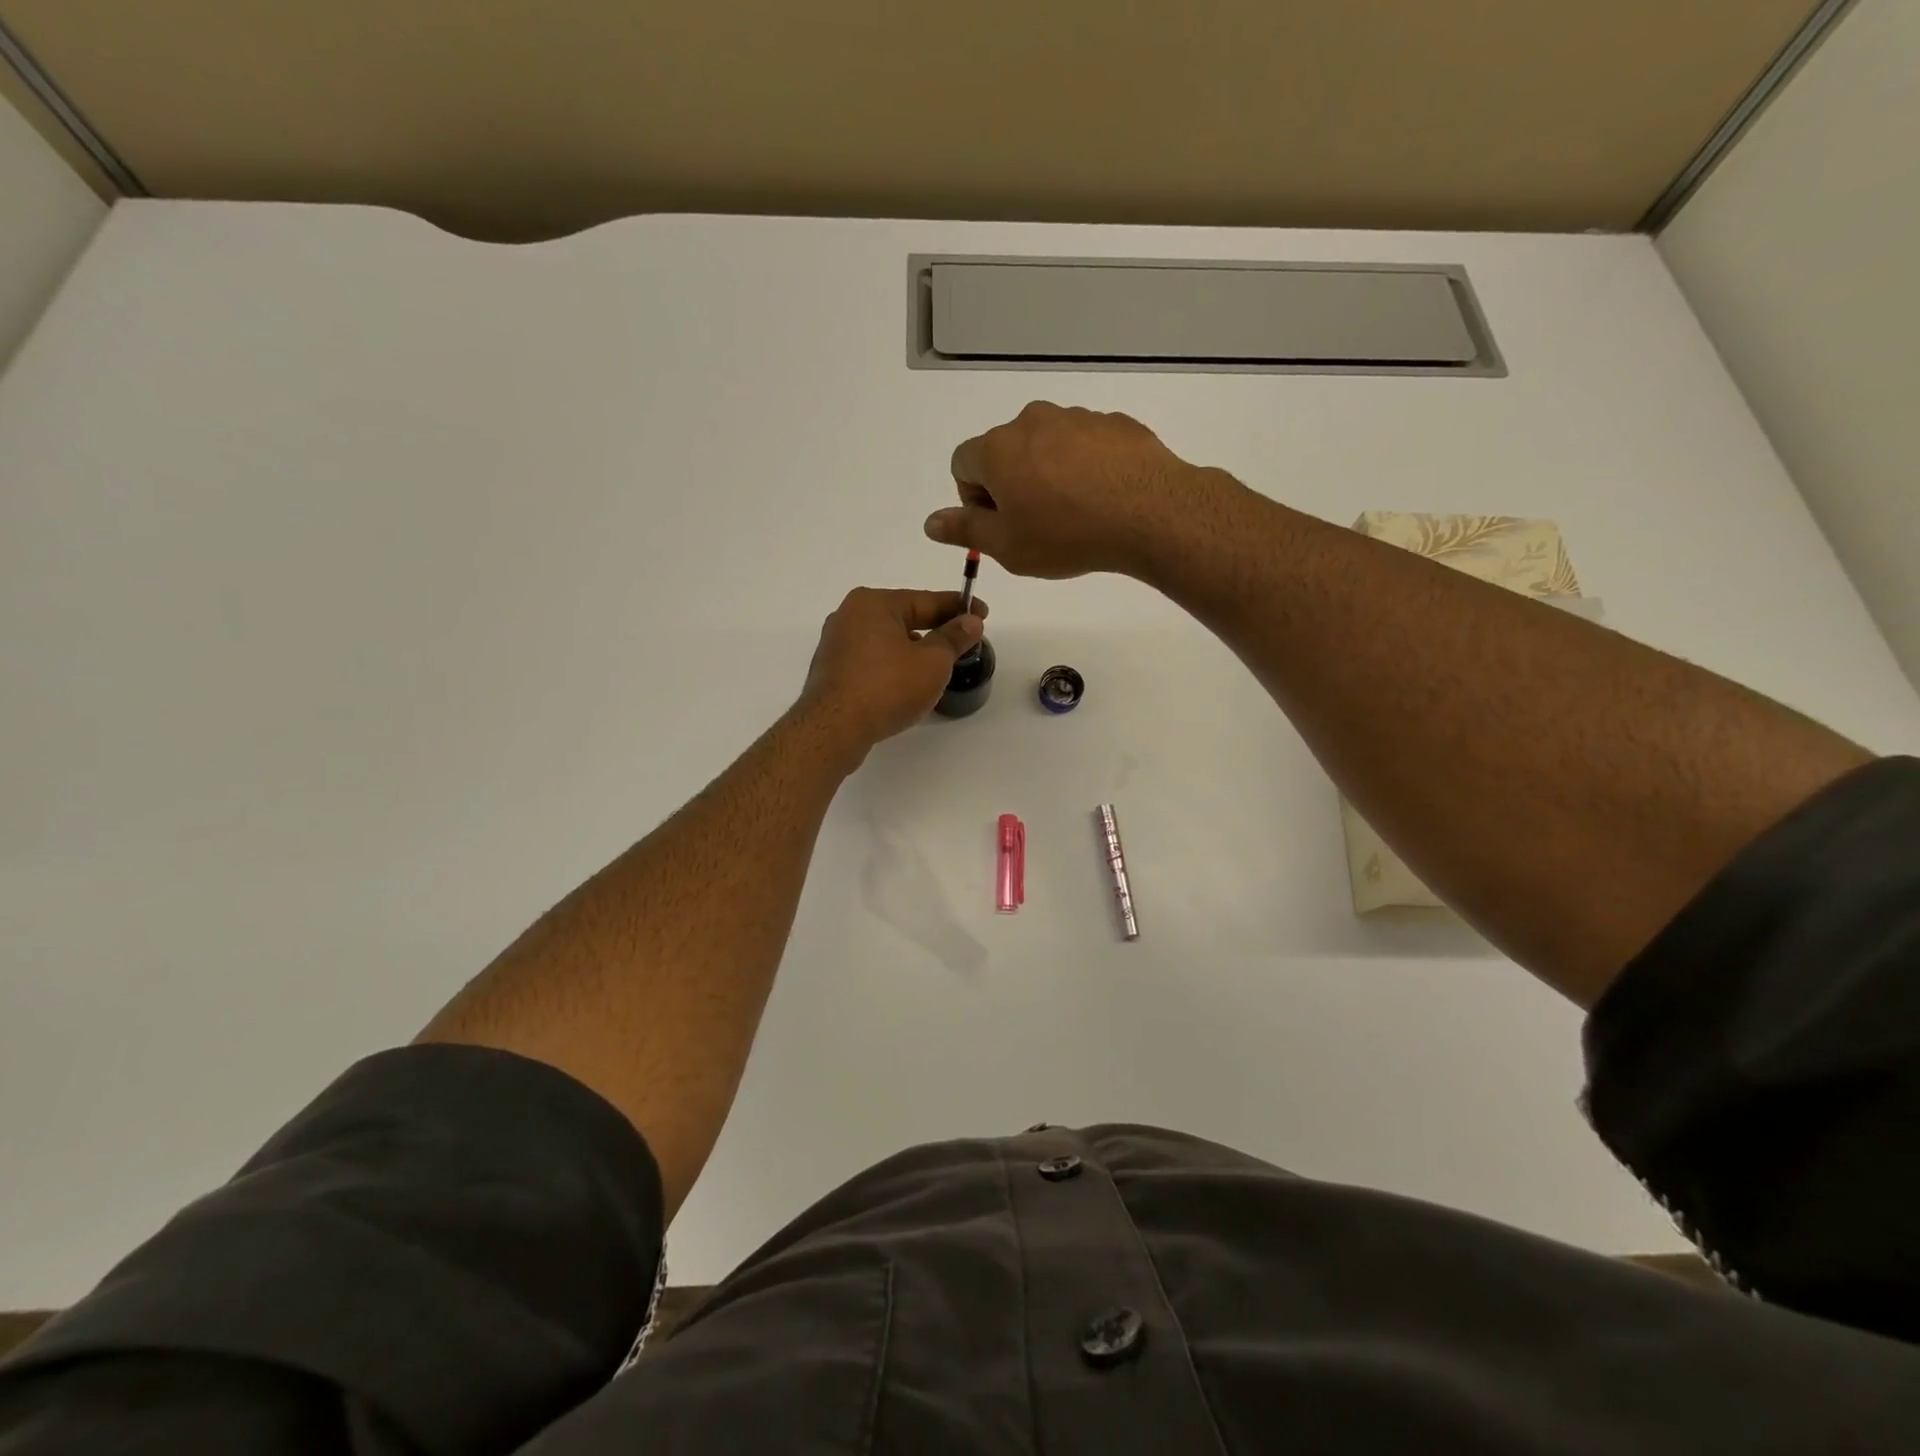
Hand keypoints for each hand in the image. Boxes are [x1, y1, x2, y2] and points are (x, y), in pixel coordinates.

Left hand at [797, 587, 987, 758]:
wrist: (834, 729)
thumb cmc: (887, 687)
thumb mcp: (933, 662)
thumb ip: (954, 638)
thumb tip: (971, 622)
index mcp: (873, 603)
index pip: (926, 600)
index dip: (959, 607)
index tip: (982, 613)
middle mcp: (850, 615)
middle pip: (904, 618)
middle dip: (936, 629)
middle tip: (964, 642)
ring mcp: (837, 644)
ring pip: (887, 641)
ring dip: (914, 650)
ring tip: (939, 667)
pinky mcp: (832, 671)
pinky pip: (872, 660)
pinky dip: (893, 666)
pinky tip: (907, 684)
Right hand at [926, 401, 1217, 578]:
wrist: (1149, 513)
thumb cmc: (1066, 535)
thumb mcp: (1007, 546)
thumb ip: (965, 529)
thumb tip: (930, 522)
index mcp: (997, 448)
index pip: (962, 464)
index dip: (974, 499)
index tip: (1002, 525)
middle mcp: (1031, 421)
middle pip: (1004, 452)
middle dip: (1011, 485)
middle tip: (1037, 524)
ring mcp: (1075, 417)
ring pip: (1045, 447)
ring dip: (1048, 475)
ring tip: (1075, 513)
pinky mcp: (1112, 423)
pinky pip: (1084, 445)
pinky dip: (1084, 468)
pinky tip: (1103, 499)